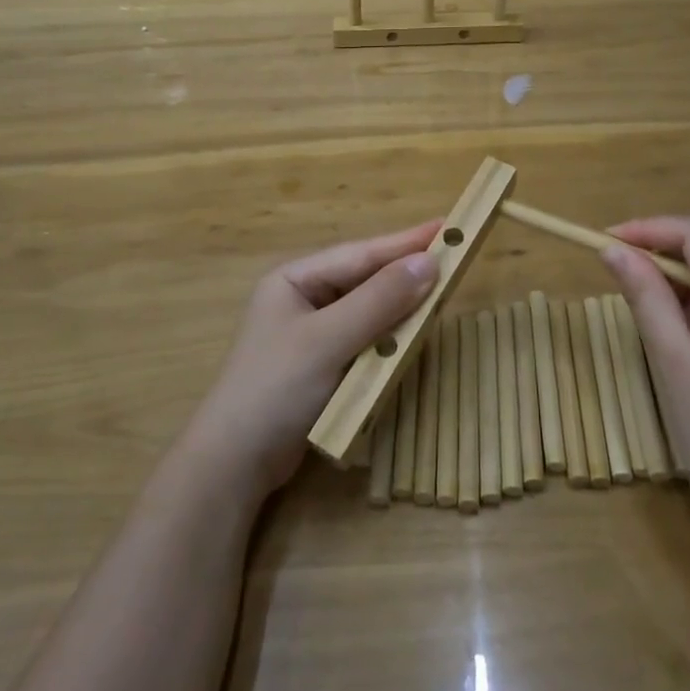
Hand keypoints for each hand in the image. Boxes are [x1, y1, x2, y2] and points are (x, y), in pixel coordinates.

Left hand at [187, 222, 440, 495]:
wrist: (235, 464)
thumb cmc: (276, 388)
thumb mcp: (328, 339)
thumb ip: (379, 300)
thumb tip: (429, 261)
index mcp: (295, 280)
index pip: (360, 254)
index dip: (405, 242)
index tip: (448, 227)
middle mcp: (304, 299)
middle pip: (365, 280)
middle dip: (406, 274)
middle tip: (454, 260)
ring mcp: (313, 334)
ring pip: (368, 311)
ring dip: (401, 308)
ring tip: (442, 294)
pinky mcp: (322, 366)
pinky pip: (364, 341)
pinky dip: (389, 339)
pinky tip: (414, 336)